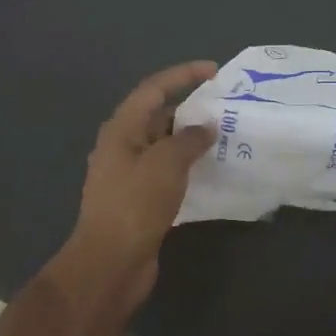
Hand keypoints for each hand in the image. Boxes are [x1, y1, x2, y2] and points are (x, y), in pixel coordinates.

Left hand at [67, 61, 217, 309]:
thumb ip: (189, 139)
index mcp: (122, 129)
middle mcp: (122, 146)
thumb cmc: (134, 205)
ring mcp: (129, 174)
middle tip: (227, 109)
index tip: (214, 71)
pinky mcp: (139, 199)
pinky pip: (167, 172)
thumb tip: (206, 127)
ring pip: (165, 146)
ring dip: (192, 140)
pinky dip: (188, 166)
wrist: (109, 265)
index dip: (183, 75)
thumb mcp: (166, 164)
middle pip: (159, 116)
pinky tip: (212, 171)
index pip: (154, 89)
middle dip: (192, 110)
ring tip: (226, 137)